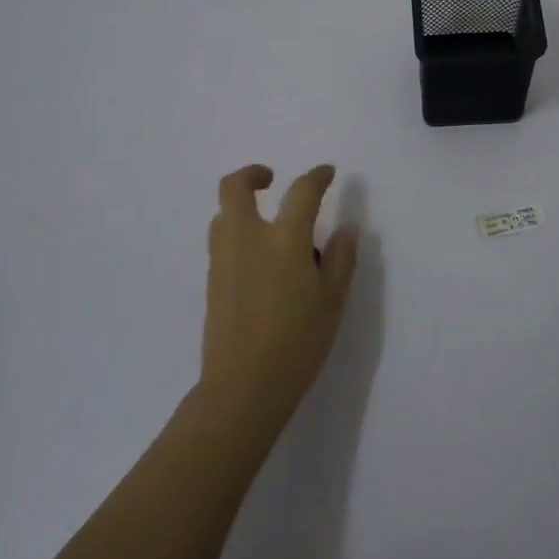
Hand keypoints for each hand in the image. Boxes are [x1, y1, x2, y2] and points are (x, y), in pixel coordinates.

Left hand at [201, 163, 359, 427]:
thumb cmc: (298, 342)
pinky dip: (237, 232)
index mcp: (283, 240)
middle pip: (234, 187)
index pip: (301, 192)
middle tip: (271, 179)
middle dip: (252, 174)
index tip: (327, 173)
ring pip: (223, 214)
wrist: (243, 386)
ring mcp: (223, 259)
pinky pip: (221, 240)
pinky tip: (259, 260)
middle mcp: (247, 239)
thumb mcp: (332, 301)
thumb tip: (346, 229)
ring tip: (267, 224)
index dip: (317, 176)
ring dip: (241, 205)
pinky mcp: (213, 281)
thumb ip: (340, 259)